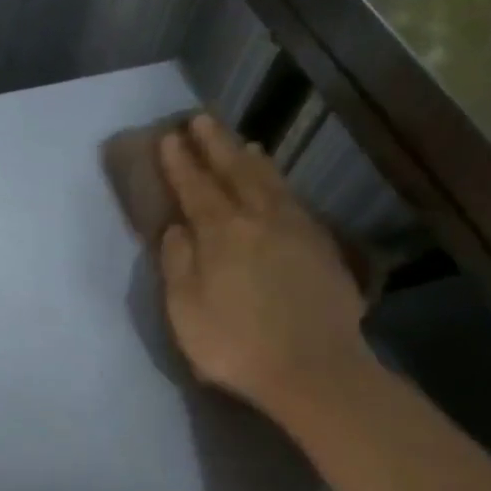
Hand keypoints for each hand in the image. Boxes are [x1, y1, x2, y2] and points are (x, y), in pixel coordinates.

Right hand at [157, 115, 370, 428]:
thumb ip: (178, 264)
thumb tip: (177, 229)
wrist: (315, 371)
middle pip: (236, 172)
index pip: (196, 188)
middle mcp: (260, 220)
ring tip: (242, 141)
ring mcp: (296, 230)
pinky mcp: (321, 247)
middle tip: (201, 120)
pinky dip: (279, 183)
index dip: (180, 163)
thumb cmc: (236, 344)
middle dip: (215, 145)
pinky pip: (294, 200)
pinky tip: (277, 184)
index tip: (169, 138)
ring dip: (251, 159)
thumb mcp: (186, 310)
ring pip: (270, 182)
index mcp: (222, 233)